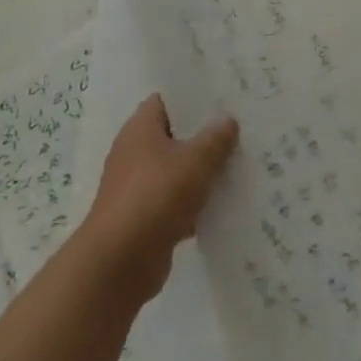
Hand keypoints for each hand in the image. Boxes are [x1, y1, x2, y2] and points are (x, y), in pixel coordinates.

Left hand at [82, 95, 238, 301]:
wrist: (119, 264)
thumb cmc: (155, 196)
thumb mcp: (195, 161)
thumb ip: (215, 138)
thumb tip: (228, 120)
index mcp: (140, 129)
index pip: (167, 100)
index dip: (193, 96)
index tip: (224, 96)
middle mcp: (135, 153)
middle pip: (175, 135)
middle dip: (205, 134)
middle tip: (241, 127)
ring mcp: (139, 187)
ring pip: (178, 170)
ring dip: (203, 171)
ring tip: (241, 162)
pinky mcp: (145, 218)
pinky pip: (177, 201)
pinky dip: (197, 203)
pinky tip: (226, 203)